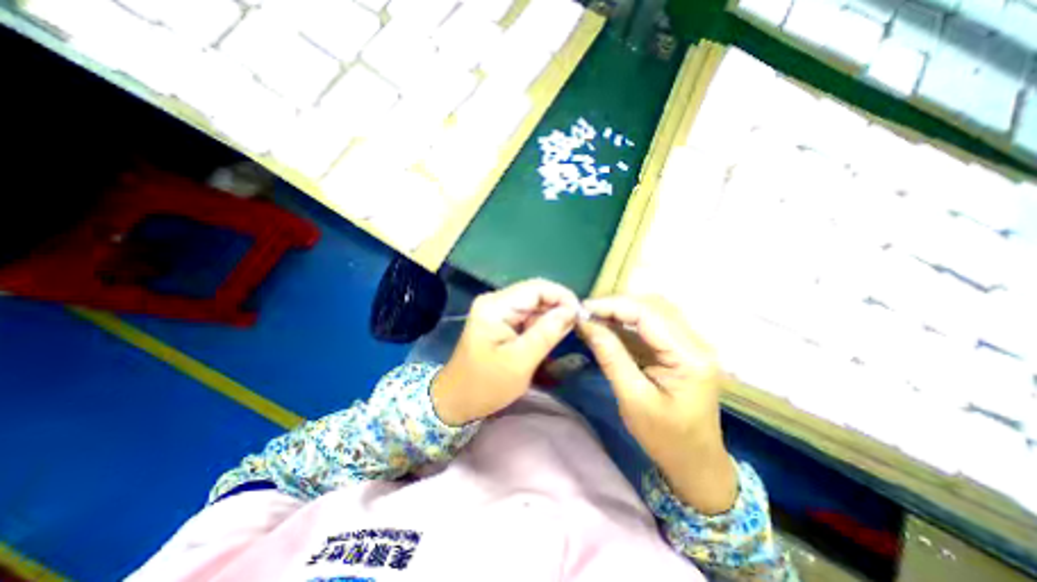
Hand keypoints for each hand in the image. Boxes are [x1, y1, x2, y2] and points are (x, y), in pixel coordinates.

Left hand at [427, 279, 574, 425]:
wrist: (457, 400)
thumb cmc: (486, 385)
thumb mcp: (520, 362)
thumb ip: (546, 333)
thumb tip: (571, 311)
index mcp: (496, 307)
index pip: (536, 288)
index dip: (561, 296)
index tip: (580, 314)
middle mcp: (495, 301)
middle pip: (535, 294)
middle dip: (558, 307)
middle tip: (577, 325)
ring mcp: (497, 310)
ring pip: (533, 305)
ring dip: (551, 316)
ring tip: (567, 332)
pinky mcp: (500, 321)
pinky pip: (527, 316)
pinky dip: (541, 324)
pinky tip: (550, 336)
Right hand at [576, 296, 737, 512]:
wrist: (695, 462)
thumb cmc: (665, 438)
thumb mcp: (633, 399)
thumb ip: (611, 357)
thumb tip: (586, 324)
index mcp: (690, 357)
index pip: (649, 314)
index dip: (613, 306)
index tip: (583, 309)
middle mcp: (697, 342)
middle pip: (653, 305)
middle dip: (617, 304)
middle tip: (587, 313)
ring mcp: (691, 343)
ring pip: (653, 310)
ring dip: (622, 310)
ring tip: (595, 317)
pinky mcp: (681, 347)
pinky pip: (653, 323)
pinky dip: (628, 321)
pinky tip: (609, 325)